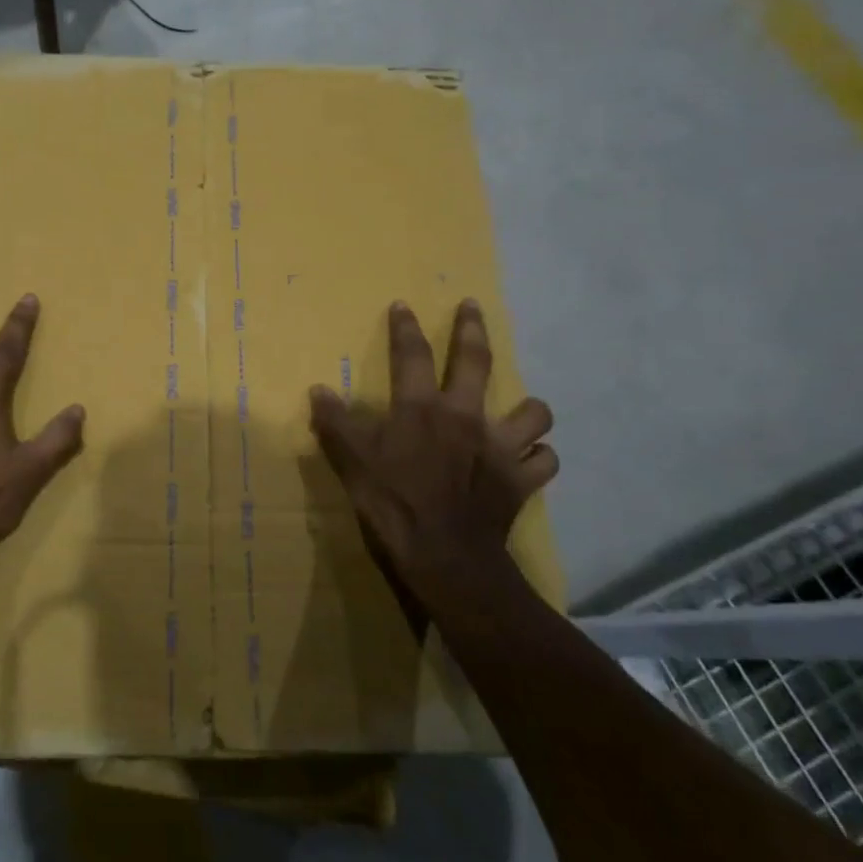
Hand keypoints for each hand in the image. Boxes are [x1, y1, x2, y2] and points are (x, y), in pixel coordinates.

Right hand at [309, 299, 555, 603]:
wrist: (444, 556)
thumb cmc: (393, 504)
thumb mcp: (353, 462)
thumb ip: (336, 423)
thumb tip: (318, 390)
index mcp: (422, 409)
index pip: (411, 355)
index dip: (405, 327)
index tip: (404, 306)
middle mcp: (466, 416)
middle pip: (476, 361)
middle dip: (472, 328)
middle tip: (471, 307)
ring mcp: (500, 447)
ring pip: (533, 412)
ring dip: (528, 408)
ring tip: (521, 409)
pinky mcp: (521, 480)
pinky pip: (544, 461)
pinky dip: (539, 457)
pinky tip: (529, 460)